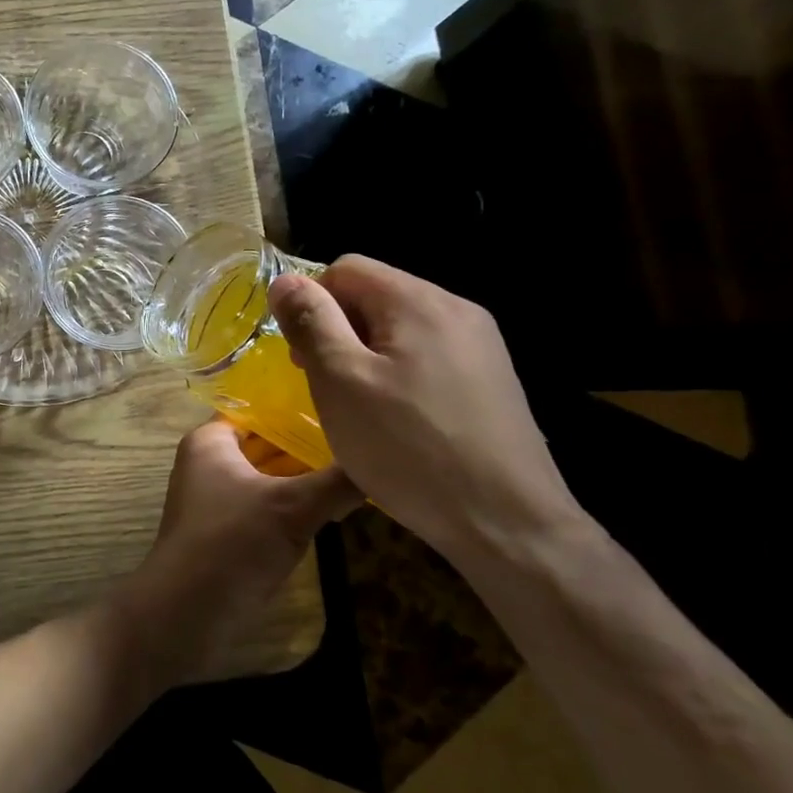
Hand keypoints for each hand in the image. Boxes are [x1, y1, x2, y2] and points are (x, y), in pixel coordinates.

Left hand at [112, 420, 358, 686]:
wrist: (186, 613)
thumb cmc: (232, 542)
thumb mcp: (292, 506)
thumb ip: (338, 480)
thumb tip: (387, 460)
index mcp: (211, 441)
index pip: (260, 408)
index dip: (299, 405)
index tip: (347, 401)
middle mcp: (211, 462)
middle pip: (267, 442)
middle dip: (310, 442)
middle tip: (365, 437)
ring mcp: (220, 499)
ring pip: (271, 475)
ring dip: (307, 475)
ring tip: (362, 465)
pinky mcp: (231, 531)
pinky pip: (269, 505)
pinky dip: (297, 503)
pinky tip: (337, 505)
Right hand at [266, 257, 582, 560]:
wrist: (508, 524)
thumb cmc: (409, 448)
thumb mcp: (341, 382)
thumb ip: (312, 323)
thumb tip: (285, 281)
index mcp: (419, 301)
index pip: (346, 268)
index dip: (312, 304)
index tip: (302, 356)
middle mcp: (456, 310)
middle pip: (376, 295)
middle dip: (338, 331)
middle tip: (324, 385)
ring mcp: (481, 346)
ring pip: (400, 329)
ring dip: (366, 356)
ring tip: (358, 407)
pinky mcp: (491, 380)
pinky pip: (428, 357)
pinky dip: (398, 376)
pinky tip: (397, 421)